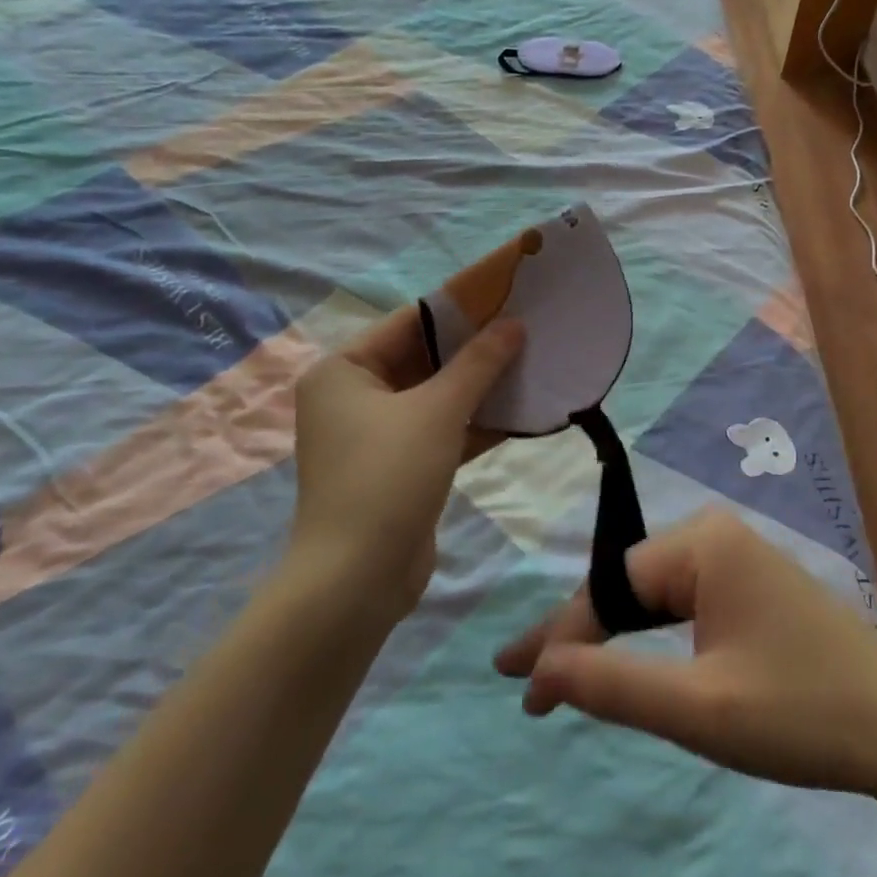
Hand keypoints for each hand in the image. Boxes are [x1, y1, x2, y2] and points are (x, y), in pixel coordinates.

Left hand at [291, 307, 522, 617]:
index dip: (460, 308)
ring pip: (436, 396)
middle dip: (475, 349)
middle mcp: (353, 396)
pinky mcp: (399, 467)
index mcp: (344, 370)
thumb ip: (479, 363)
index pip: (409, 322)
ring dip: (480, 386)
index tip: (507, 295)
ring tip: (532, 364)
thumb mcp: (438, 410)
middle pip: (424, 358)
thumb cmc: (388, 476)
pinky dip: (474, 421)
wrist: (357, 581)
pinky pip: (440, 430)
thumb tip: (514, 323)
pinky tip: (520, 411)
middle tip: (526, 329)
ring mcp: (375, 435)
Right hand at [493, 510, 876, 805]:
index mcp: (704, 544)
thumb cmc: (800, 714)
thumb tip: (540, 669)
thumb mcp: (699, 710)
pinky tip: (626, 653)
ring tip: (561, 671)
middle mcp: (716, 534)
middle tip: (525, 679)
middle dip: (579, 633)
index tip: (518, 686)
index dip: (562, 638)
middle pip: (628, 584)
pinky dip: (649, 634)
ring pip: (653, 595)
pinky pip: (683, 601)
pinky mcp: (752, 583)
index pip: (611, 585)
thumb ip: (614, 685)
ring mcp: (738, 556)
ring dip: (610, 634)